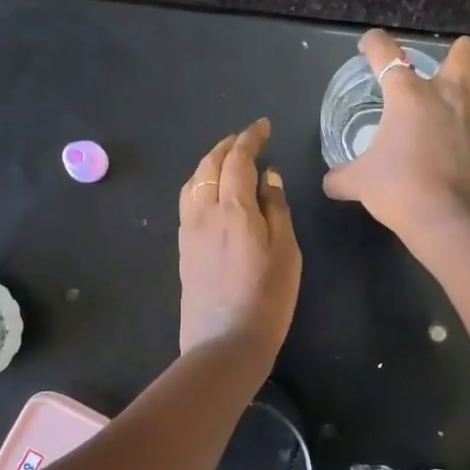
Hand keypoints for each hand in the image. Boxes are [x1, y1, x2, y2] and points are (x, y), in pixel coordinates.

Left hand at [178, 119, 301, 364]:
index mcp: (233, 208)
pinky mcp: (183, 248)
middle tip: (247, 139)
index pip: (238, 159)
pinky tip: (212, 192)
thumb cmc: (267, 297)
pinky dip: (200, 183)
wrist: (225, 342)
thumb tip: (269, 177)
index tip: (263, 127)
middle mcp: (204, 211)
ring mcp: (188, 230)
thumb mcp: (286, 251)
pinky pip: (188, 200)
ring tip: (228, 160)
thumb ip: (276, 209)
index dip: (250, 138)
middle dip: (228, 146)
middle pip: (210, 165)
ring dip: (210, 163)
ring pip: (193, 181)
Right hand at [322, 29, 469, 242]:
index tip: (369, 45)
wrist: (451, 219)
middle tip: (440, 73)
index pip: (386, 53)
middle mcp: (447, 95)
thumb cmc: (399, 188)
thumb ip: (342, 178)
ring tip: (469, 102)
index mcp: (407, 95)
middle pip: (465, 51)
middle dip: (457, 54)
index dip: (374, 43)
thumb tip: (330, 182)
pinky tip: (468, 142)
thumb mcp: (359, 183)